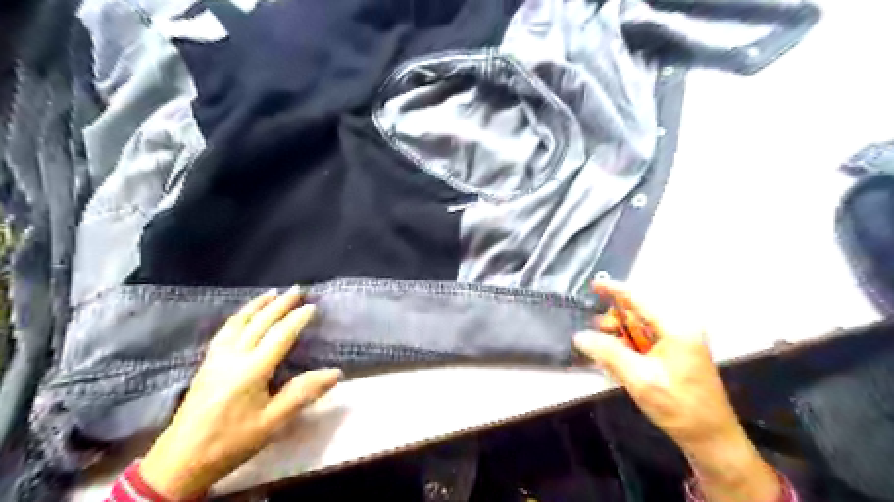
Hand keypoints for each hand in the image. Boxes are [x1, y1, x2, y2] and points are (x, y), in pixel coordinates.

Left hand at [141, 289, 340, 499]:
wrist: (180, 461)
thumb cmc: (232, 441)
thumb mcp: (272, 422)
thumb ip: (303, 393)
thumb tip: (335, 373)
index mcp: (251, 370)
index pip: (279, 336)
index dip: (297, 319)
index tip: (312, 306)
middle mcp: (233, 357)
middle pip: (259, 323)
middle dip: (280, 304)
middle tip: (297, 289)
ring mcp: (216, 358)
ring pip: (238, 322)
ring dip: (257, 305)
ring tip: (272, 293)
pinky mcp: (206, 364)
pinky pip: (225, 331)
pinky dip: (239, 317)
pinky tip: (243, 316)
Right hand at [576, 282, 779, 501]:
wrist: (712, 439)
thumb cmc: (678, 406)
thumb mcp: (639, 378)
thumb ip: (608, 352)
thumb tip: (580, 336)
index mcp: (675, 326)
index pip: (639, 297)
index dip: (614, 289)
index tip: (593, 285)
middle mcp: (679, 327)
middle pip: (638, 311)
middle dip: (614, 320)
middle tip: (595, 335)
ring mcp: (679, 340)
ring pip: (640, 326)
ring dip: (620, 334)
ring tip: (604, 351)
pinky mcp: (677, 352)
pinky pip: (646, 340)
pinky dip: (630, 346)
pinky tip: (619, 361)